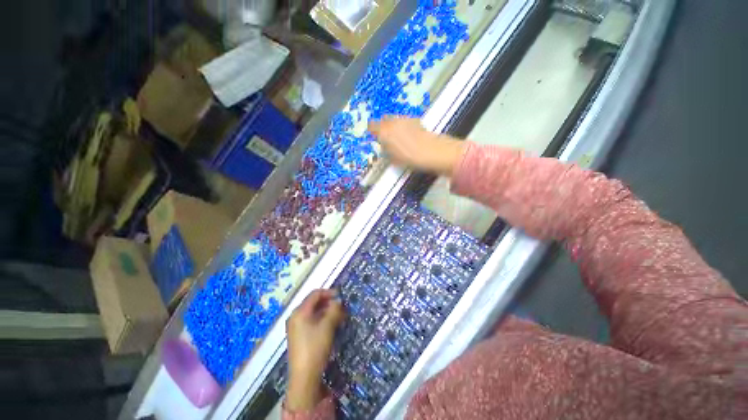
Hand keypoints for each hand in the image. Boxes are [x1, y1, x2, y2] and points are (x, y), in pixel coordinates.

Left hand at [286, 289, 344, 410]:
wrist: (304, 377)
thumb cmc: (315, 347)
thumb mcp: (328, 326)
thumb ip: (334, 309)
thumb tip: (338, 301)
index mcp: (300, 311)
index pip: (315, 294)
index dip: (329, 292)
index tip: (341, 296)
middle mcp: (295, 316)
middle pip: (313, 302)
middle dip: (328, 303)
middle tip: (341, 307)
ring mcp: (296, 327)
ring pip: (313, 312)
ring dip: (327, 311)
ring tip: (339, 316)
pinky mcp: (298, 336)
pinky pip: (311, 321)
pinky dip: (322, 319)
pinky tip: (331, 324)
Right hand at [368, 117, 465, 175]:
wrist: (430, 151)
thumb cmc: (410, 158)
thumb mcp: (393, 158)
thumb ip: (386, 150)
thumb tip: (384, 146)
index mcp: (384, 132)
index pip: (372, 126)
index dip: (372, 130)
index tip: (374, 135)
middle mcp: (392, 122)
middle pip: (383, 120)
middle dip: (383, 127)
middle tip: (386, 137)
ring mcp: (403, 119)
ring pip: (394, 119)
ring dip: (393, 125)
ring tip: (399, 137)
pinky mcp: (414, 119)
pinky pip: (403, 120)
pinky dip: (403, 125)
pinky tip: (409, 134)